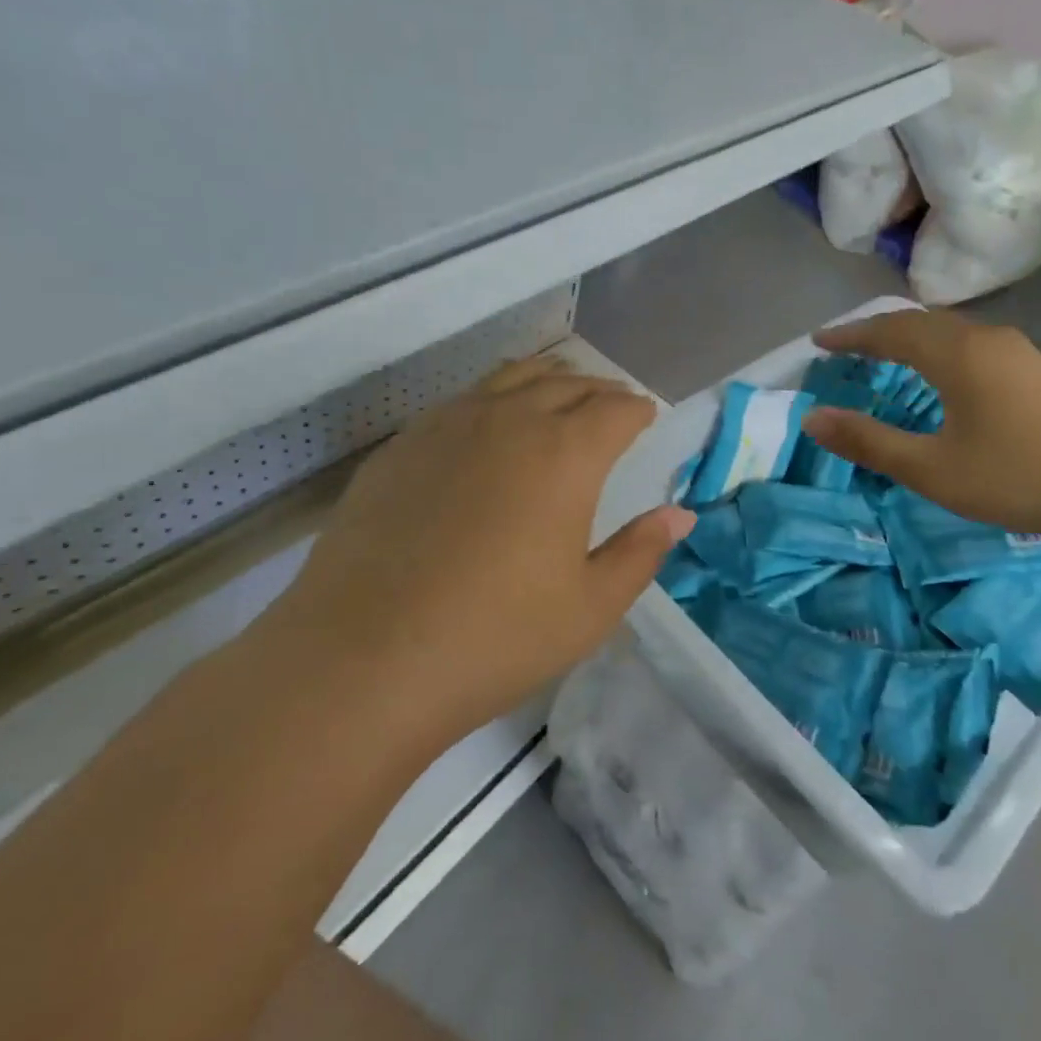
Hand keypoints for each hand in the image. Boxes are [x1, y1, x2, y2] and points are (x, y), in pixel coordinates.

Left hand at [271, 357, 693, 740]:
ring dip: (546, 381)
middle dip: (599, 390)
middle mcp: (508, 420)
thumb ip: (641, 552)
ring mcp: (446, 426)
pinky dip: (493, 401)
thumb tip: (680, 515)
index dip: (638, 410)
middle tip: (612, 407)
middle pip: (566, 382)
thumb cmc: (494, 638)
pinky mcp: (400, 447)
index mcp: (565, 453)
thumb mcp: (590, 607)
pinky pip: (461, 402)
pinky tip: (488, 432)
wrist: (360, 662)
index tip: (647, 418)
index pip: (616, 409)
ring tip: (559, 397)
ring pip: (509, 379)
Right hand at [802, 310, 1040, 544]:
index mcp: (957, 355)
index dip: (850, 336)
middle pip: (919, 323)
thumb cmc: (1016, 477)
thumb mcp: (932, 469)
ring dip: (909, 338)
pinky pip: (969, 344)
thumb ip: (870, 442)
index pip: (889, 331)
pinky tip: (938, 375)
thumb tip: (813, 419)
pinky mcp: (1034, 369)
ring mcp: (1016, 351)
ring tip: (882, 357)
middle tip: (844, 349)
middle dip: (876, 332)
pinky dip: (937, 350)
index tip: (818, 343)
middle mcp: (985, 339)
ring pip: (948, 331)